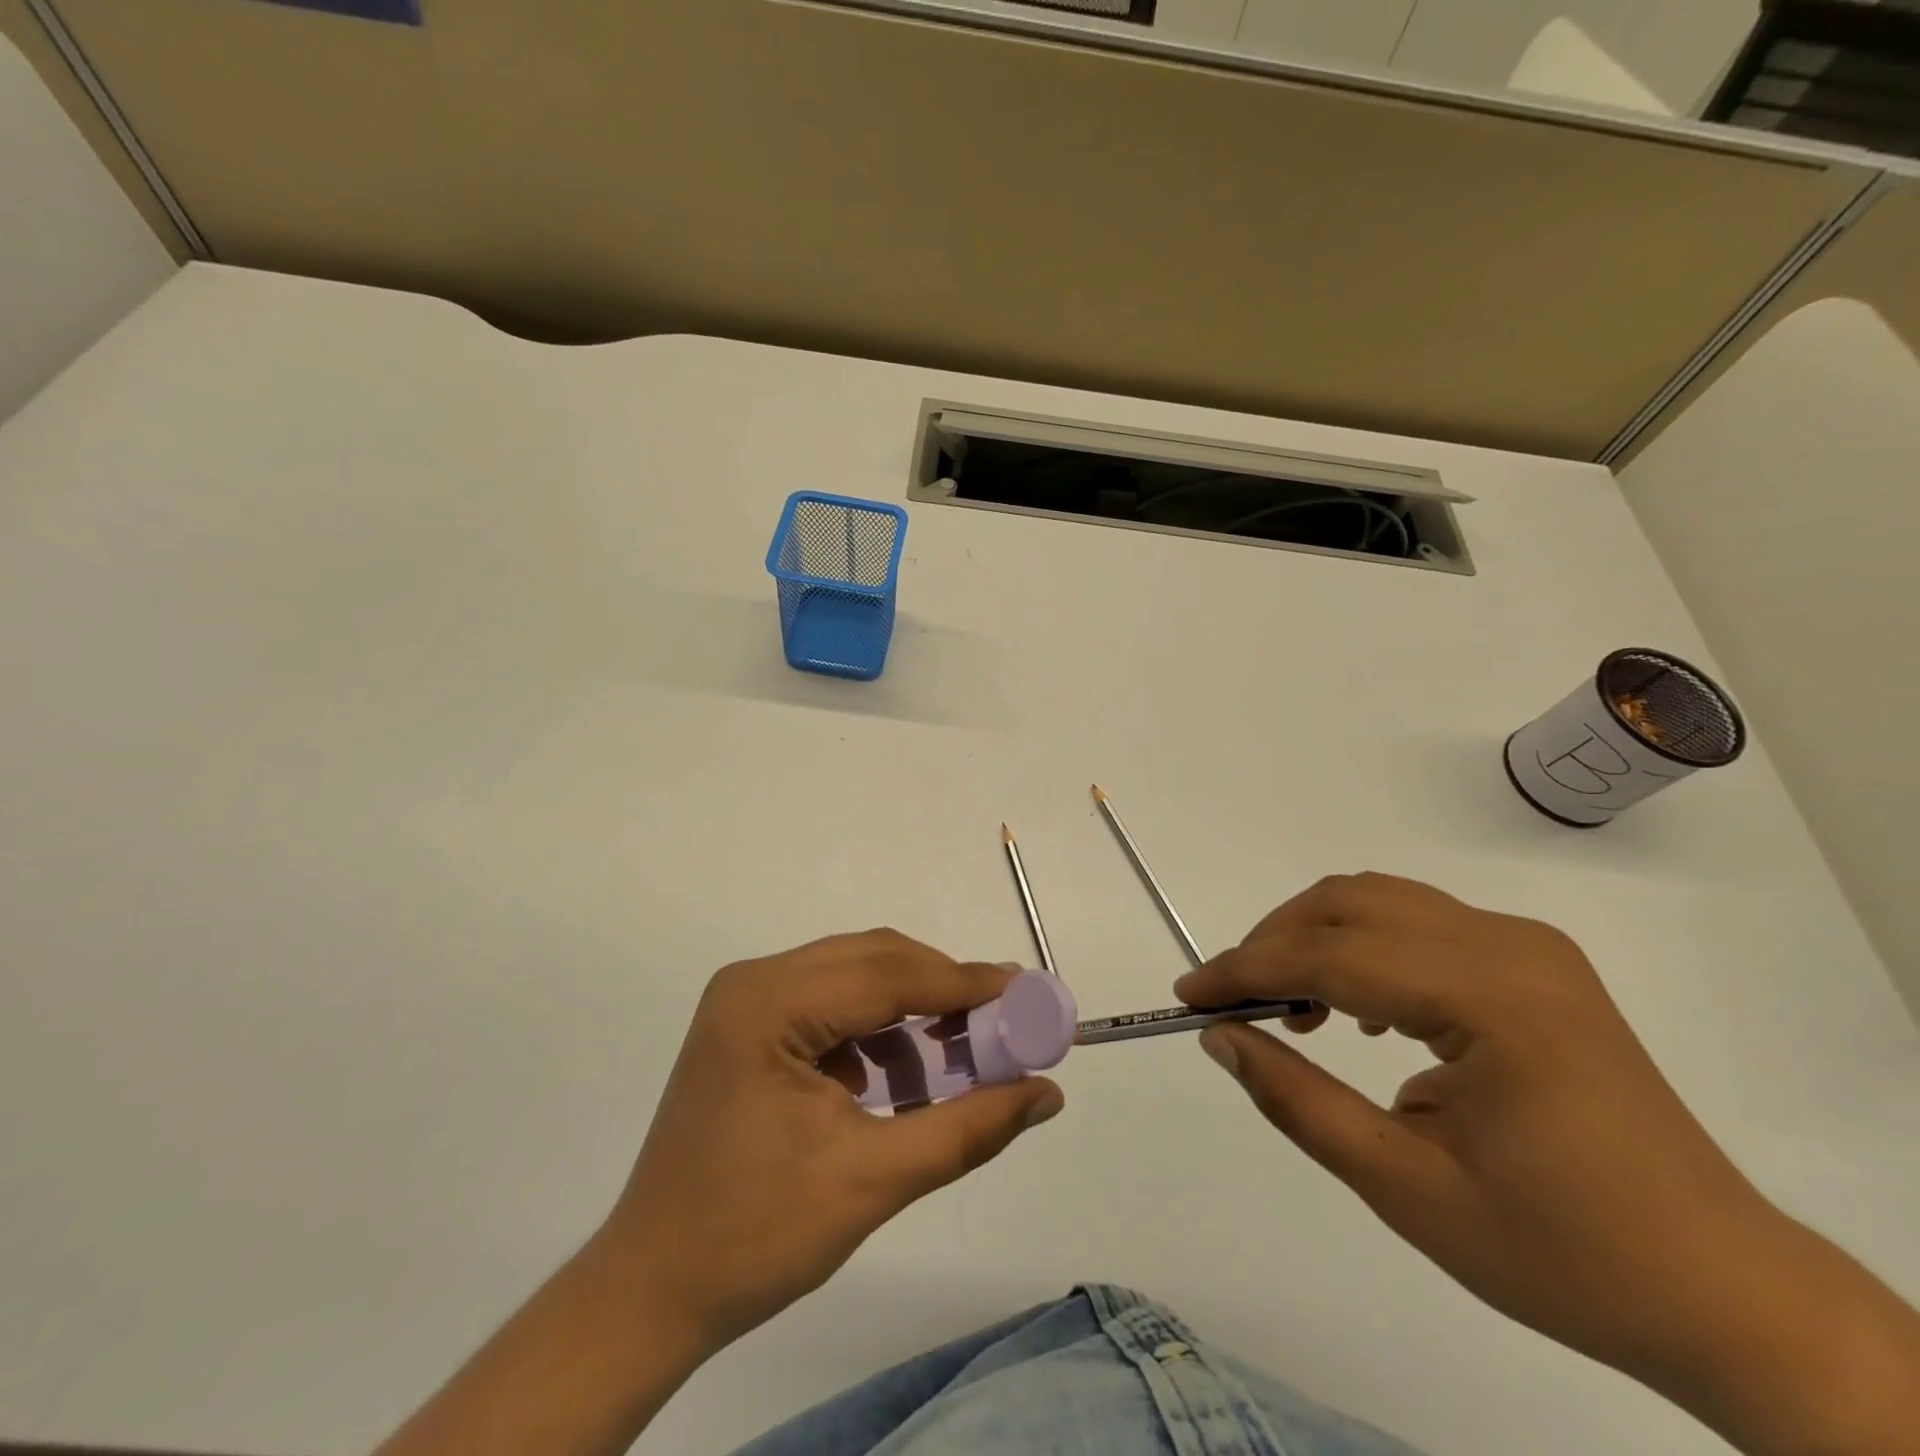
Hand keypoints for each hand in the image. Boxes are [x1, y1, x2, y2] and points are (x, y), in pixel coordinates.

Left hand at [598, 929, 1064, 1352]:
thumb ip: (968, 1128)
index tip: (1028, 995)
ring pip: (855, 977)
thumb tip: (1047, 1092)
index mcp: (768, 1004)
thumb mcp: (873, 1181)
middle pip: (872, 961)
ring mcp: (747, 1000)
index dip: (964, 983)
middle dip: (941, 991)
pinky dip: (876, 1032)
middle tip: (1003, 1024)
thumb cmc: (756, 1236)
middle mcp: (754, 981)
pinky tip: (897, 1082)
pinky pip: (832, 1004)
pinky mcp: (750, 1025)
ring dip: (911, 1011)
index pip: (887, 974)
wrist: (652, 1291)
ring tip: (956, 1059)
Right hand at [1177, 873, 1919, 1455]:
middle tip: (1232, 1001)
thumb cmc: (1564, 1254)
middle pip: (1352, 903)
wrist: (1724, 1290)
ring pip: (1381, 901)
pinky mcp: (1533, 963)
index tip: (1187, 997)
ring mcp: (1528, 947)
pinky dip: (1360, 947)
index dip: (1247, 970)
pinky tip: (1353, 1008)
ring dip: (1314, 938)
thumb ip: (1298, 1102)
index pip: (1333, 956)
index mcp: (1493, 998)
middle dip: (1273, 941)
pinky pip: (1418, 923)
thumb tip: (1220, 1037)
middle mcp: (1511, 946)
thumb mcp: (1407, 1190)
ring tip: (1287, 1007)